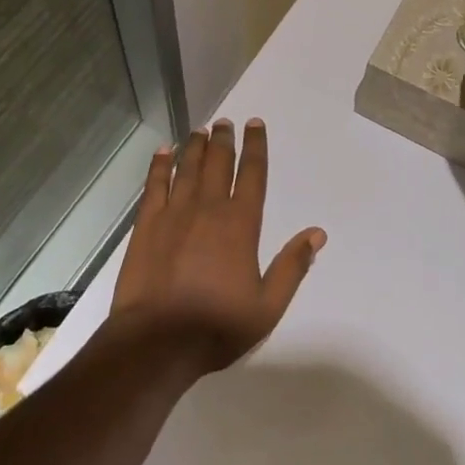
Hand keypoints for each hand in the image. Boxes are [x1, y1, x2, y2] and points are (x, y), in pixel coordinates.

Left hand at [108, 119, 325, 375]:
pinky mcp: (147, 224)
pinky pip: (155, 185)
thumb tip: (317, 233)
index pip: (253, 175)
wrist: (157, 342)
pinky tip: (164, 151)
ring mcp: (174, 213)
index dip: (256, 146)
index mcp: (240, 224)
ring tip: (201, 129)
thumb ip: (292, 267)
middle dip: (224, 139)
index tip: (255, 124)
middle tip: (225, 122)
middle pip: (219, 163)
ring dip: (196, 146)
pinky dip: (160, 165)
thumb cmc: (216, 326)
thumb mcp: (267, 306)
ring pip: (188, 168)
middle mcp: (209, 209)